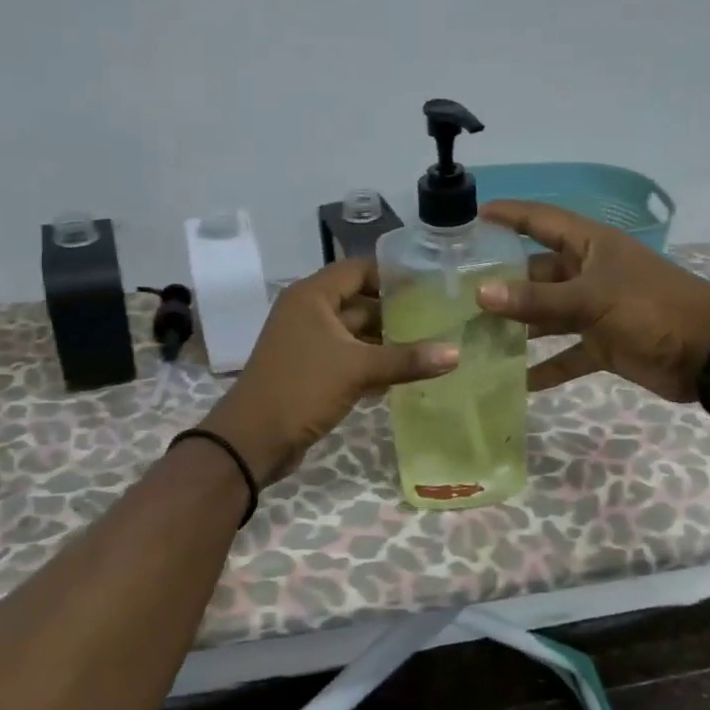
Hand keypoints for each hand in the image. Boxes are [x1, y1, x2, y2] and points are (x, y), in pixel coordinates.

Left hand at [199, 257, 458, 484]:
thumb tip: (456, 353)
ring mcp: (310, 343)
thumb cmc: (302, 388)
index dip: (393, 274)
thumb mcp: (357, 369)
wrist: (253, 440)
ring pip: (357, 333)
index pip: (358, 269)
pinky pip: (349, 358)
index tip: (431, 282)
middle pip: (360, 301)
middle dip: (397, 311)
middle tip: (440, 316)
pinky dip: (374, 363)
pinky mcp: (313, 371)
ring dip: (388, 340)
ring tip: (432, 344)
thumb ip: (407, 360)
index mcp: (312, 296)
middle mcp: (309, 312)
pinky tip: (406, 374)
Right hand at [474, 200, 709, 401]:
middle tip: (457, 295)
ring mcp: (596, 310)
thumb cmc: (651, 309)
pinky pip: (565, 354)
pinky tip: (515, 381)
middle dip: (502, 282)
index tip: (470, 219)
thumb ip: (536, 300)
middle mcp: (589, 273)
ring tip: (474, 337)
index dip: (508, 216)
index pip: (540, 220)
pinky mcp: (603, 344)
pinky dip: (545, 367)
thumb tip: (480, 294)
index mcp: (590, 246)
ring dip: (517, 326)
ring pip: (547, 314)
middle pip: (537, 272)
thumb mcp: (591, 299)